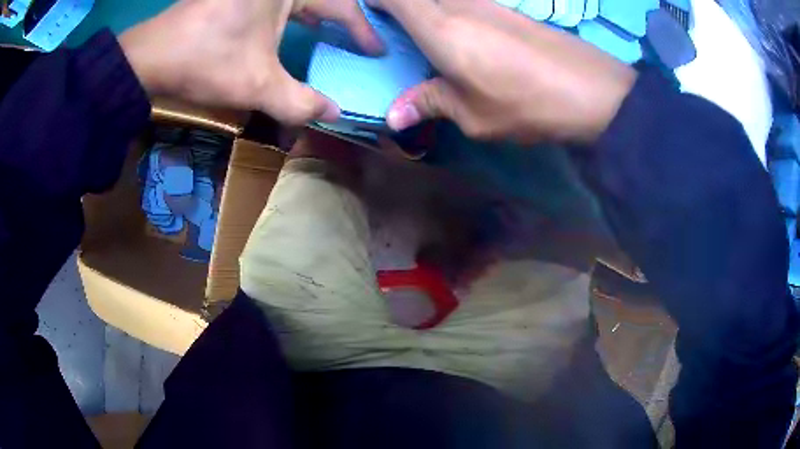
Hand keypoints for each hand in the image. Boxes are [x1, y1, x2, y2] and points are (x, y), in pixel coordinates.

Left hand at [120, 0, 382, 124]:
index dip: (361, 29)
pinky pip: (277, 0)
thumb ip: (300, 102)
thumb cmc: (206, 61)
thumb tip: (334, 115)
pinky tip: (294, 25)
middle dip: (343, 16)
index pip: (340, 5)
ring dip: (317, 12)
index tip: (375, 51)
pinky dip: (292, 11)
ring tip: (331, 33)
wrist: (150, 57)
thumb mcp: (256, 84)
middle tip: (357, 39)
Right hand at [370, 0, 636, 143]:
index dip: (374, 3)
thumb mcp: (473, 115)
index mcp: (439, 27)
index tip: (367, 23)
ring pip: (440, 0)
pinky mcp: (505, 9)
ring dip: (425, 14)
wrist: (593, 90)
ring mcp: (485, 2)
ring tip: (426, 45)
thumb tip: (393, 116)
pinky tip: (461, 42)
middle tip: (392, 39)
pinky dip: (450, 16)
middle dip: (396, 11)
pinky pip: (463, 4)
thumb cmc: (528, 103)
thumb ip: (430, 104)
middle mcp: (458, 3)